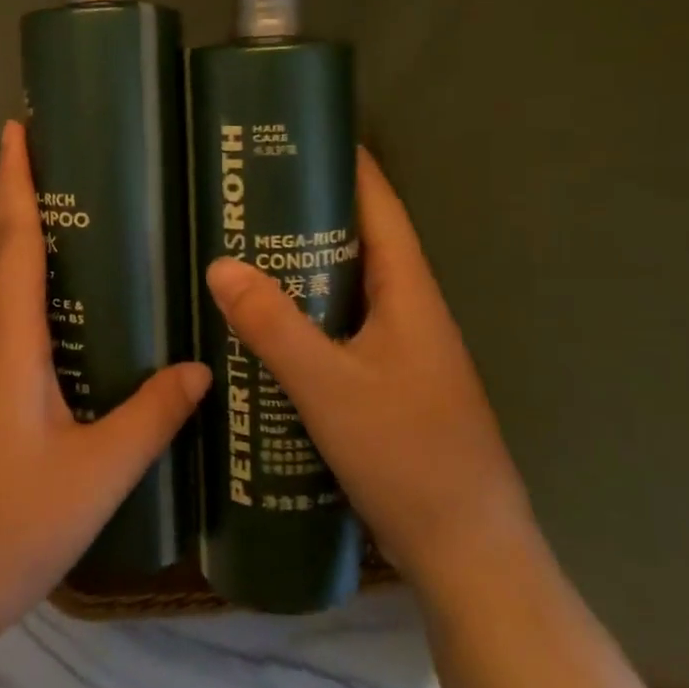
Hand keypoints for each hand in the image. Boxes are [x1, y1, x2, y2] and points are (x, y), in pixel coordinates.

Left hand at [0, 120, 210, 667]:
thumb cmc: (4, 529)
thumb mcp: (95, 474)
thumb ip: (150, 416)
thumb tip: (201, 365)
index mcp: (6, 343)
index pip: (12, 240)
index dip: (16, 180)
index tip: (18, 127)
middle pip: (9, 257)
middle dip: (36, 204)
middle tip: (87, 169)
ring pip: (11, 299)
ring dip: (40, 256)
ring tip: (101, 235)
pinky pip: (14, 337)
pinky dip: (44, 309)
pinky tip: (85, 330)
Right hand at [204, 149, 534, 601]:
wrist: (467, 552)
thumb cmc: (407, 456)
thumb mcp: (329, 387)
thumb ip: (274, 325)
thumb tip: (221, 264)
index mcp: (410, 294)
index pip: (380, 207)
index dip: (348, 166)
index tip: (301, 135)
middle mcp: (411, 311)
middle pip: (361, 242)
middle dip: (311, 212)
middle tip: (249, 194)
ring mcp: (403, 350)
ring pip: (350, 288)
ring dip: (306, 265)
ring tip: (246, 247)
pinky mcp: (390, 383)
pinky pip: (343, 328)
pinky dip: (308, 312)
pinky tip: (267, 324)